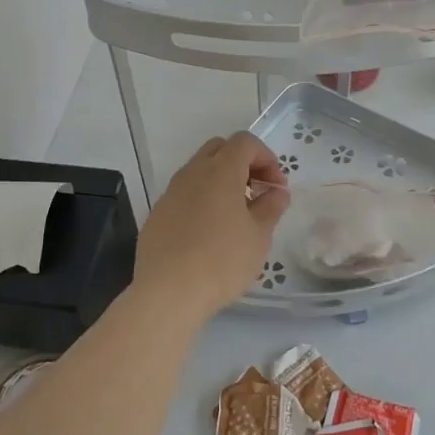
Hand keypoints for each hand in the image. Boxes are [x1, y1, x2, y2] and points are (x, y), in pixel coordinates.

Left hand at [135, 132, 291, 318]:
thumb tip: (277, 192)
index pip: (245, 142)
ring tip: (234, 216)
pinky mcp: (157, 214)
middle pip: (219, 149)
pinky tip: (207, 233)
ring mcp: (170, 192)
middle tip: (256, 194)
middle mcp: (192, 173)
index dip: (266, 158)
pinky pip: (183, 194)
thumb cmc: (222, 261)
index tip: (275, 187)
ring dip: (220, 182)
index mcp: (220, 171)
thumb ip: (271, 207)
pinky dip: (201, 200)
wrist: (168, 292)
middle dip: (242, 163)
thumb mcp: (258, 236)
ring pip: (198, 171)